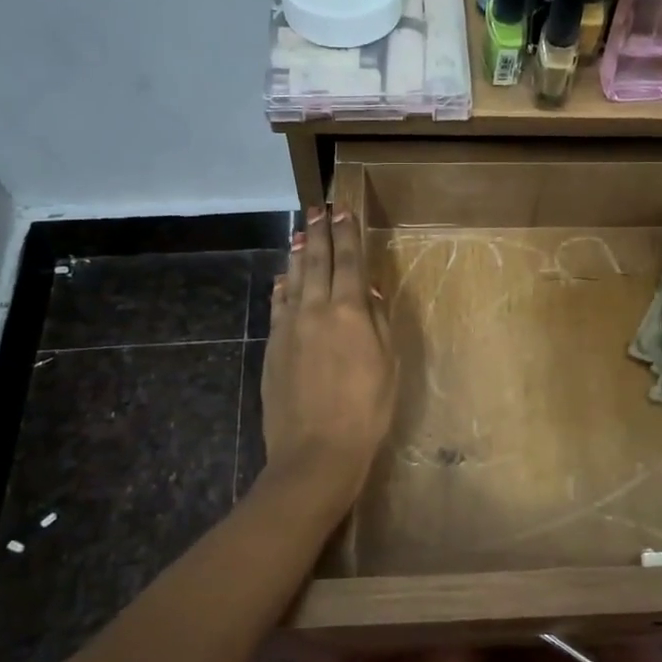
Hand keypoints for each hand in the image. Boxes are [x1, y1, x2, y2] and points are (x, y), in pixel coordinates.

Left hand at [262, 206, 396, 502]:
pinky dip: (282, 288)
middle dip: (318, 234)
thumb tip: (368, 291)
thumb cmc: (366, 411)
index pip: (348, 261)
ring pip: (293, 280)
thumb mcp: (387, 365)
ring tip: (299, 234)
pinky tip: (282, 280)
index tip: (343, 211)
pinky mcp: (273, 347)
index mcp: (349, 312)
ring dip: (297, 255)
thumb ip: (378, 323)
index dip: (347, 234)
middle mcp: (315, 310)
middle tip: (317, 210)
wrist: (315, 452)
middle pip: (316, 262)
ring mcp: (289, 328)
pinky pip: (278, 306)